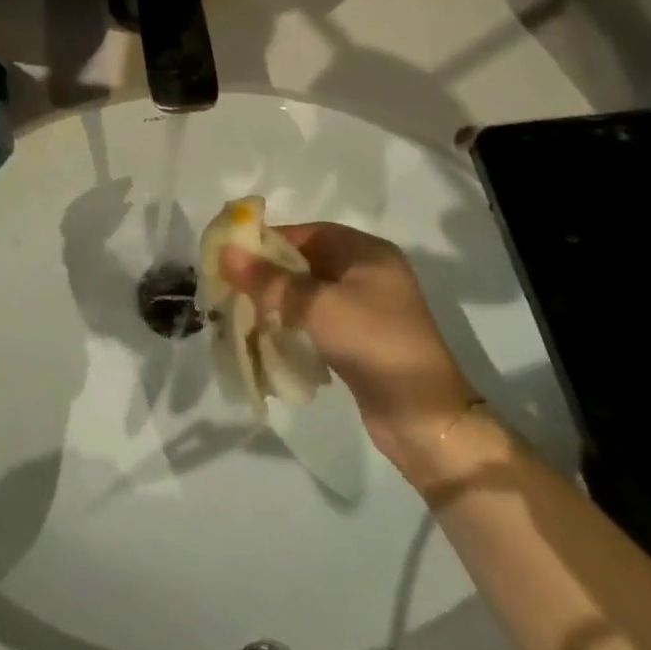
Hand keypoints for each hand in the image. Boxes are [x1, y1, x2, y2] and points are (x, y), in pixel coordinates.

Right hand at [219, 222, 477, 461]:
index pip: (309, 232)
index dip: (272, 239)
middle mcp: (369, 273)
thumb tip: (225, 253)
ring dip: (279, 301)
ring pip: (311, 293)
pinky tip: (268, 335)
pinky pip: (318, 320)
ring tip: (243, 310)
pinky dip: (294, 324)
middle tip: (232, 284)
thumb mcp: (317, 306)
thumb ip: (270, 280)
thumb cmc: (373, 343)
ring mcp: (367, 308)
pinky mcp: (361, 340)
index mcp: (367, 252)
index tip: (235, 253)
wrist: (424, 418)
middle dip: (271, 273)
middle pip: (308, 262)